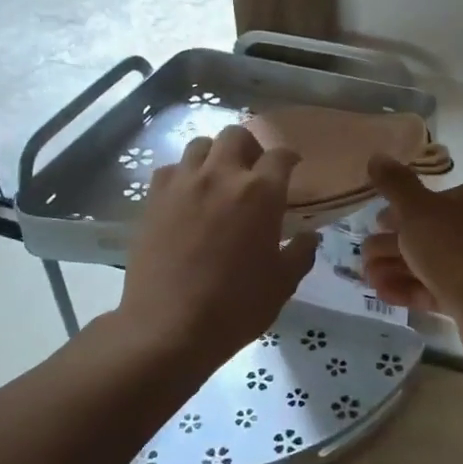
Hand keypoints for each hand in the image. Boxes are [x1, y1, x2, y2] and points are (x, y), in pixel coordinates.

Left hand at [118, 124, 319, 365]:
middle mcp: (221, 176)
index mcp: (260, 193)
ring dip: (215, 155)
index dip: (289, 158)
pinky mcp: (153, 199)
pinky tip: (187, 197)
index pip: (280, 156)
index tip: (292, 166)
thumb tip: (309, 236)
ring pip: (200, 145)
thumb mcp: (282, 284)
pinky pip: (171, 169)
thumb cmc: (235, 307)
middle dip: (250, 146)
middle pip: (236, 135)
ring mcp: (183, 184)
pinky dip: (184, 175)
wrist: (169, 327)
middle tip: (254, 170)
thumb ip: (300, 253)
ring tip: (218, 179)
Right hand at [361, 157, 462, 331]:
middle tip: (363, 255)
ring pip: (428, 263)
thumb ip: (395, 185)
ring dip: (394, 267)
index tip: (375, 223)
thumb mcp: (418, 210)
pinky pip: (434, 289)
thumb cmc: (457, 249)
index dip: (400, 210)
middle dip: (391, 244)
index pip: (432, 200)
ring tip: (366, 278)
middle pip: (427, 233)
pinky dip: (408, 289)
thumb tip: (377, 157)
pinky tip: (382, 293)